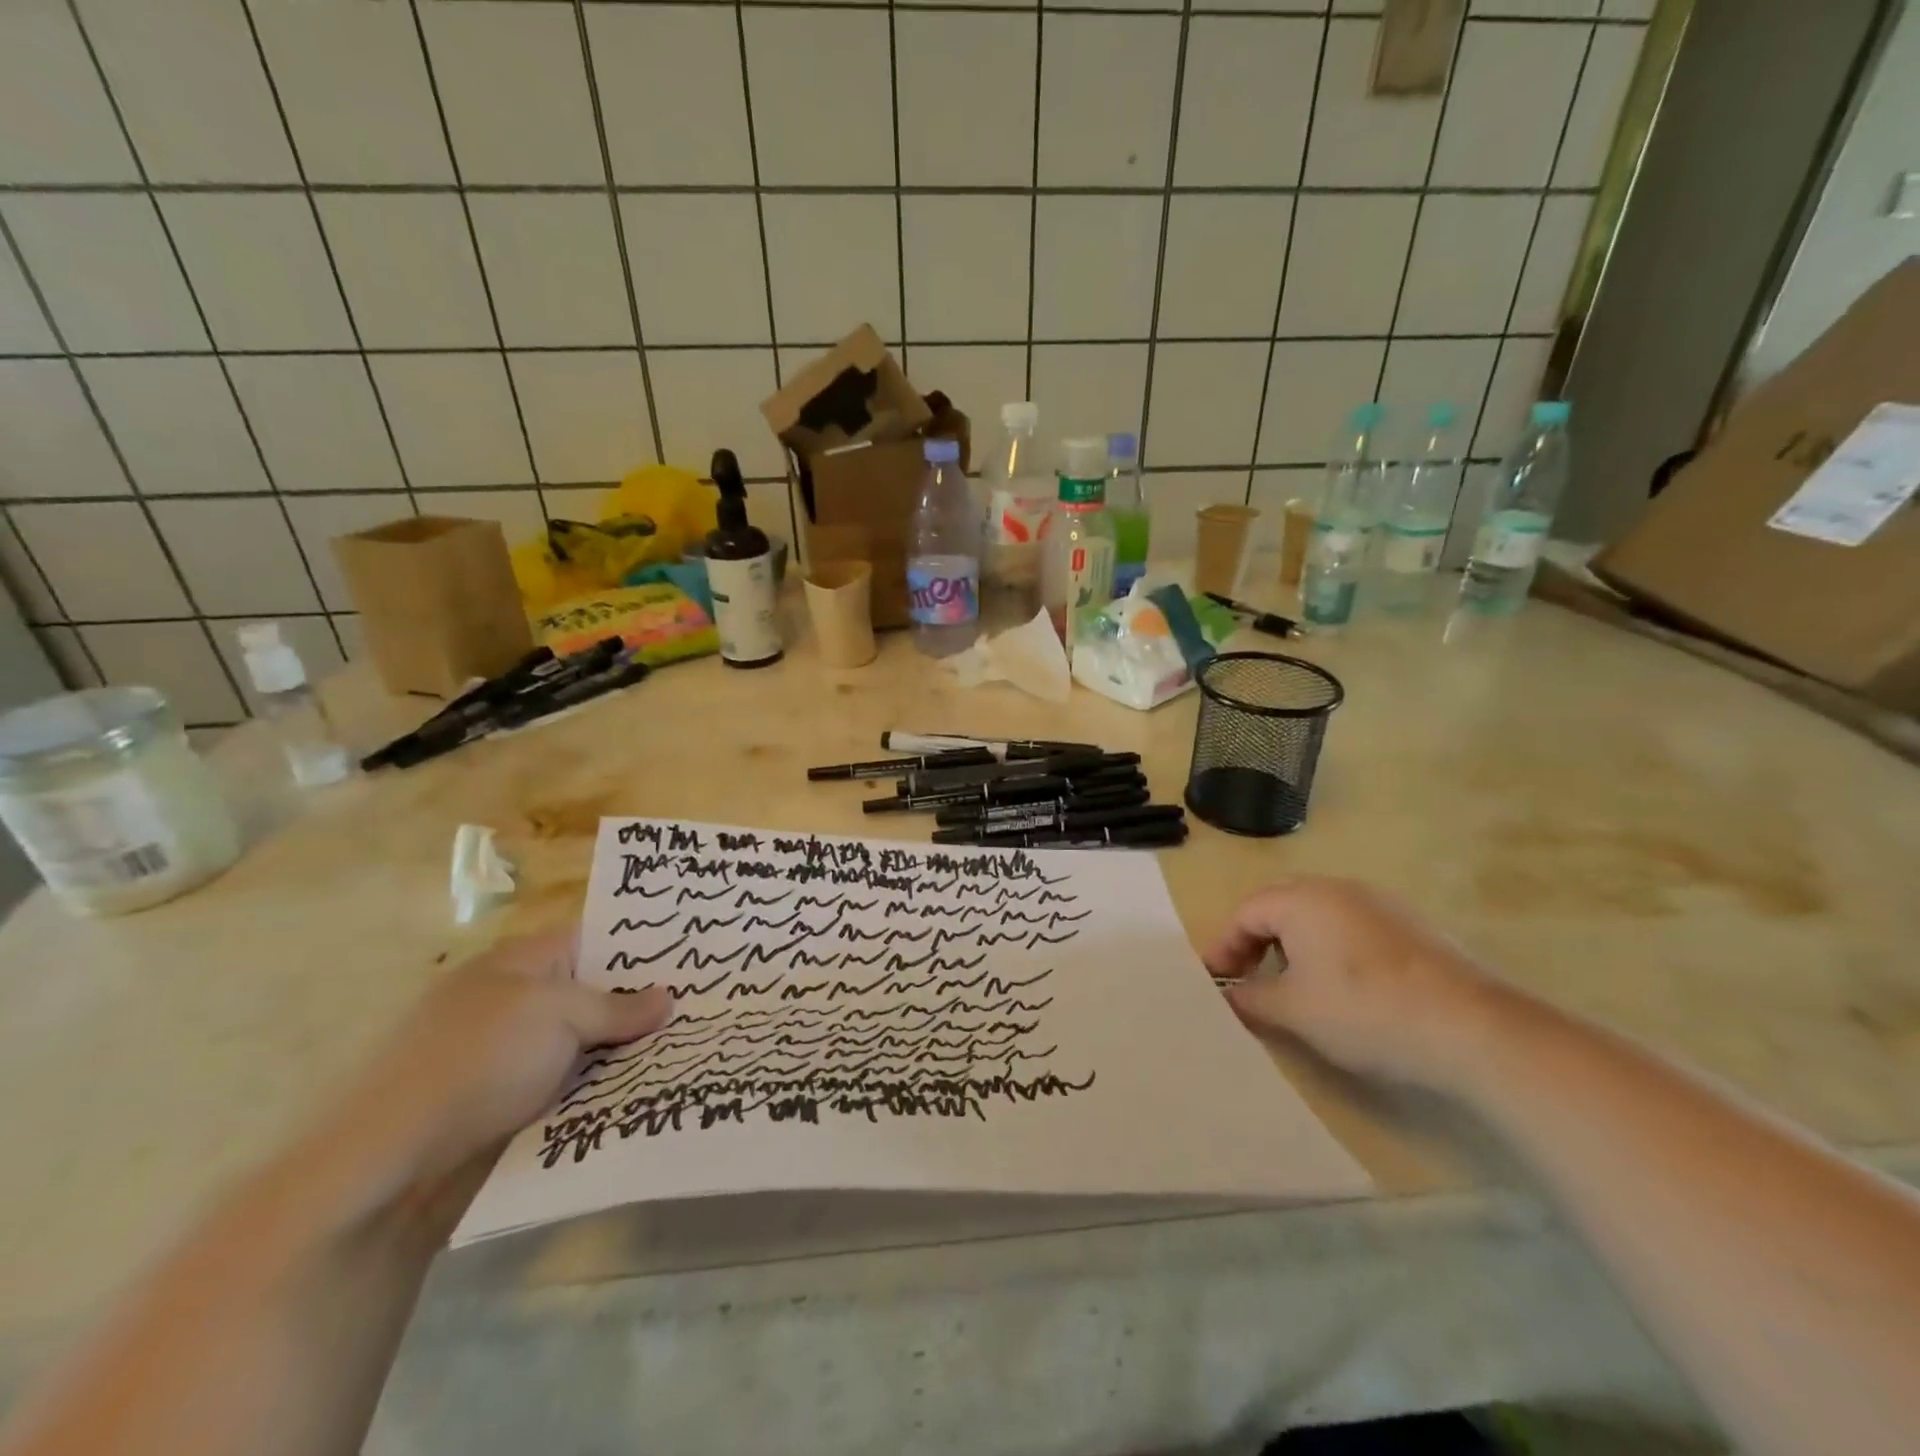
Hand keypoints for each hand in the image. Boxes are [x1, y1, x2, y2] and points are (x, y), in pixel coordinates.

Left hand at [322, 928, 673, 1203]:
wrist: (389, 1169)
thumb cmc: (476, 1063)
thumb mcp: (555, 1015)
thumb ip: (616, 1006)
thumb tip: (667, 998)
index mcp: (519, 964)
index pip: (594, 939)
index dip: (641, 947)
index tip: (693, 957)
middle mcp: (517, 1004)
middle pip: (595, 994)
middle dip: (644, 1003)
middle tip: (707, 1006)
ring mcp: (514, 1058)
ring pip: (589, 1044)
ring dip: (629, 1052)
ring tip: (694, 1048)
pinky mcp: (513, 1107)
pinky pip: (575, 1086)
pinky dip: (606, 1089)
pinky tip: (652, 1091)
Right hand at [1203, 876, 1500, 1092]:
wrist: (1472, 1028)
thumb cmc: (1364, 1010)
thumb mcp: (1293, 1011)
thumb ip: (1251, 998)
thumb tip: (1230, 995)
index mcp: (1301, 899)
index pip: (1245, 913)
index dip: (1224, 946)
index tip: (1215, 981)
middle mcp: (1336, 888)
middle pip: (1279, 905)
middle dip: (1256, 938)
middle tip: (1246, 974)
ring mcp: (1378, 903)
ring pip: (1317, 913)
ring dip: (1293, 942)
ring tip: (1291, 982)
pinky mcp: (1410, 925)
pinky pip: (1350, 925)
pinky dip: (1330, 947)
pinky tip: (1343, 984)